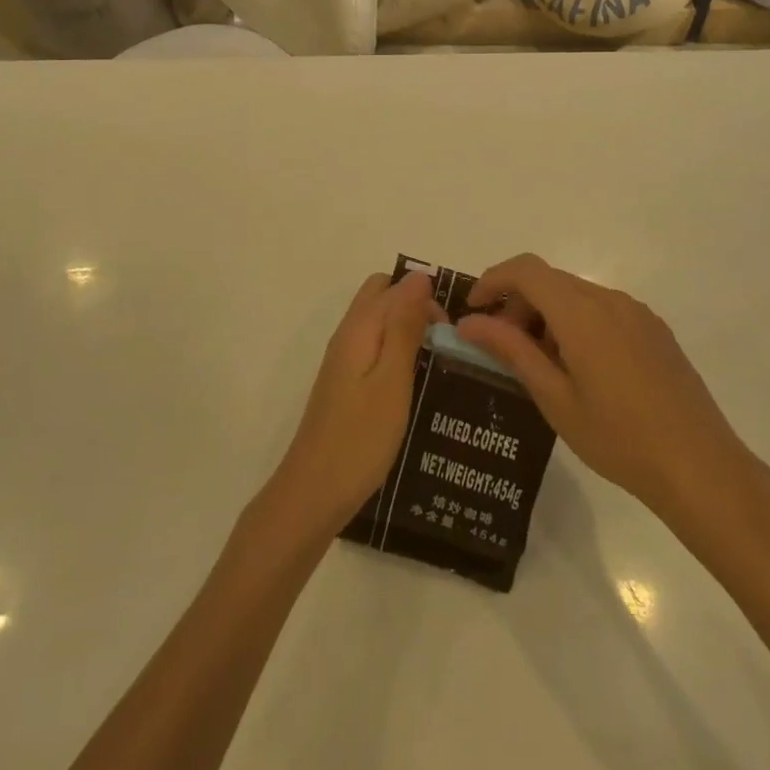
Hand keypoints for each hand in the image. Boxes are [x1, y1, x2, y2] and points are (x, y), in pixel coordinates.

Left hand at [266, 273, 442, 537]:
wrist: (314, 493)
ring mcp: (343, 361)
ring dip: (407, 329)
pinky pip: (374, 348)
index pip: (394, 286)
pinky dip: (396, 352)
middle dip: (415, 305)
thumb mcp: (392, 379)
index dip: (426, 296)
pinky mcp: (345, 384)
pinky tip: (416, 381)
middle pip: (381, 297)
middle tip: (445, 340)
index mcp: (359, 328)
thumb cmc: (360, 437)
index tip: (455, 329)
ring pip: (378, 323)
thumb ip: (405, 326)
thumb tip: (419, 277)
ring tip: (439, 360)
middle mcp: (347, 336)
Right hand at [458, 255, 760, 525]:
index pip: (526, 270)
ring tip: (539, 364)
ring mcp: (637, 312)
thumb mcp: (554, 398)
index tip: (474, 311)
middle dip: (518, 303)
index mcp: (582, 313)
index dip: (493, 280)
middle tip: (502, 347)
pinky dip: (576, 322)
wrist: (701, 468)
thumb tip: (470, 323)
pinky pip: (602, 309)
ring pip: (576, 294)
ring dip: (547, 314)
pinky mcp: (654, 329)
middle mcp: (610, 299)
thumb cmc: (619, 439)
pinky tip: (578, 368)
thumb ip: (511, 351)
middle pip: (550, 280)